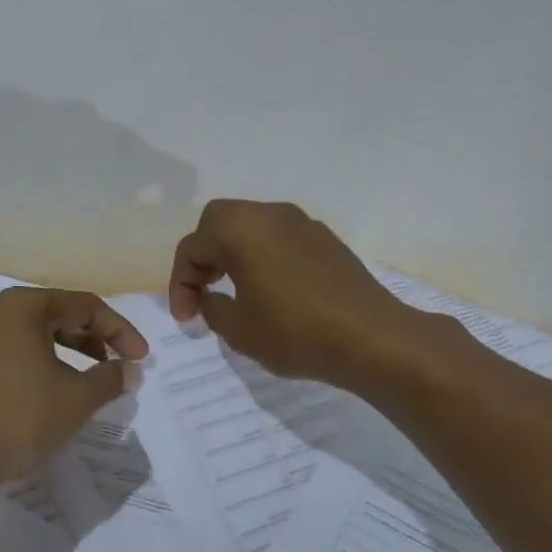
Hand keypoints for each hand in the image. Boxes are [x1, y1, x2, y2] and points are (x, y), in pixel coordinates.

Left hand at [0, 288, 147, 488]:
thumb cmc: (19, 416)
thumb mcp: (77, 398)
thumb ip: (110, 379)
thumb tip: (130, 370)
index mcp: (24, 306)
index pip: (85, 306)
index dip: (120, 331)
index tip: (141, 359)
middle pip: (58, 315)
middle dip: (95, 340)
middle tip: (118, 366)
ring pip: (35, 336)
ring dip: (69, 354)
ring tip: (90, 382)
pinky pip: (15, 354)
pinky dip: (43, 366)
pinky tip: (54, 393)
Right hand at [169, 199, 413, 387]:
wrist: (371, 337)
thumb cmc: (294, 332)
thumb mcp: (237, 329)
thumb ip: (211, 308)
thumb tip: (211, 298)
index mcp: (239, 230)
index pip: (192, 248)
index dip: (180, 285)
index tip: (186, 319)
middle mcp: (269, 214)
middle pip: (218, 222)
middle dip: (204, 255)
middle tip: (204, 290)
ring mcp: (302, 223)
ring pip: (251, 226)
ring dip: (234, 253)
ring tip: (234, 291)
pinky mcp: (325, 239)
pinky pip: (280, 238)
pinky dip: (263, 256)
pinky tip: (270, 290)